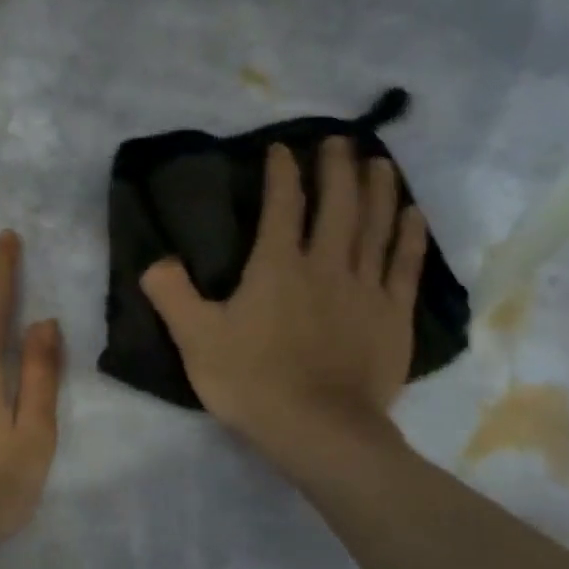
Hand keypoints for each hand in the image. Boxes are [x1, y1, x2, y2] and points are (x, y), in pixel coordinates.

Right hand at [141, 141, 425, 465]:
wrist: (318, 429)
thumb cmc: (252, 382)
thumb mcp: (195, 340)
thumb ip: (172, 295)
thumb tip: (155, 260)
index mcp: (277, 267)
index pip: (281, 206)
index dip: (281, 174)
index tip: (282, 150)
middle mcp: (325, 264)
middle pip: (337, 204)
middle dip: (337, 168)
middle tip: (339, 140)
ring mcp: (365, 288)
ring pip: (375, 225)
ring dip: (378, 189)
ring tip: (380, 162)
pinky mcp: (392, 315)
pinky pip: (405, 265)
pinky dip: (409, 236)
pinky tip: (412, 214)